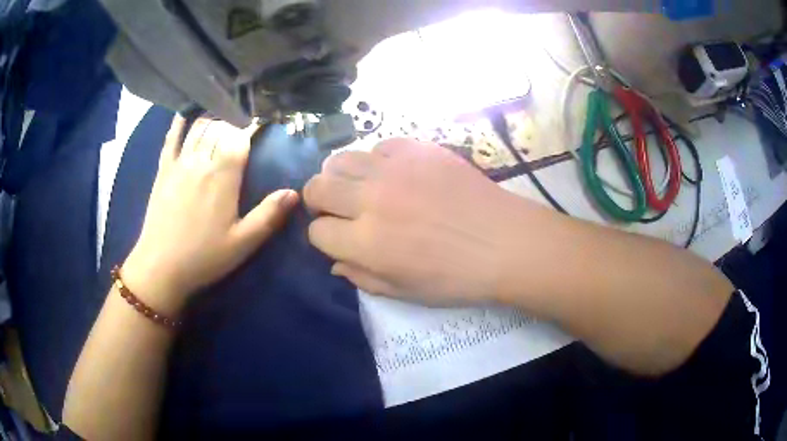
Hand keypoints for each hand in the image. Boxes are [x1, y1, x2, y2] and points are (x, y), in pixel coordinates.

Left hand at [123, 117, 297, 312]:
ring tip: (223, 113)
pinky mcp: (163, 170)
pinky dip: (180, 121)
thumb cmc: (204, 257)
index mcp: (223, 176)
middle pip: (221, 127)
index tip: (262, 121)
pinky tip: (186, 112)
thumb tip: (294, 192)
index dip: (252, 126)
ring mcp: (179, 163)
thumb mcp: (243, 243)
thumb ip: (269, 215)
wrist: (160, 267)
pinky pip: (171, 137)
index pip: (241, 137)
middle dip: (235, 119)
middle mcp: (202, 161)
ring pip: (199, 127)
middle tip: (244, 120)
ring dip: (213, 117)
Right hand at [304, 138, 533, 304]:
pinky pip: (379, 146)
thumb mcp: (404, 292)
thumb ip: (362, 277)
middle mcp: (370, 200)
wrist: (504, 242)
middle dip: (319, 201)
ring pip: (340, 159)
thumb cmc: (457, 277)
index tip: (337, 239)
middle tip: (338, 210)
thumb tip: (335, 262)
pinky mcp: (416, 149)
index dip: (323, 237)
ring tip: (360, 187)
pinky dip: (378, 160)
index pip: (317, 232)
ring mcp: (393, 169)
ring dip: (341, 176)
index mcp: (366, 243)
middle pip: (317, 188)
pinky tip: (395, 173)